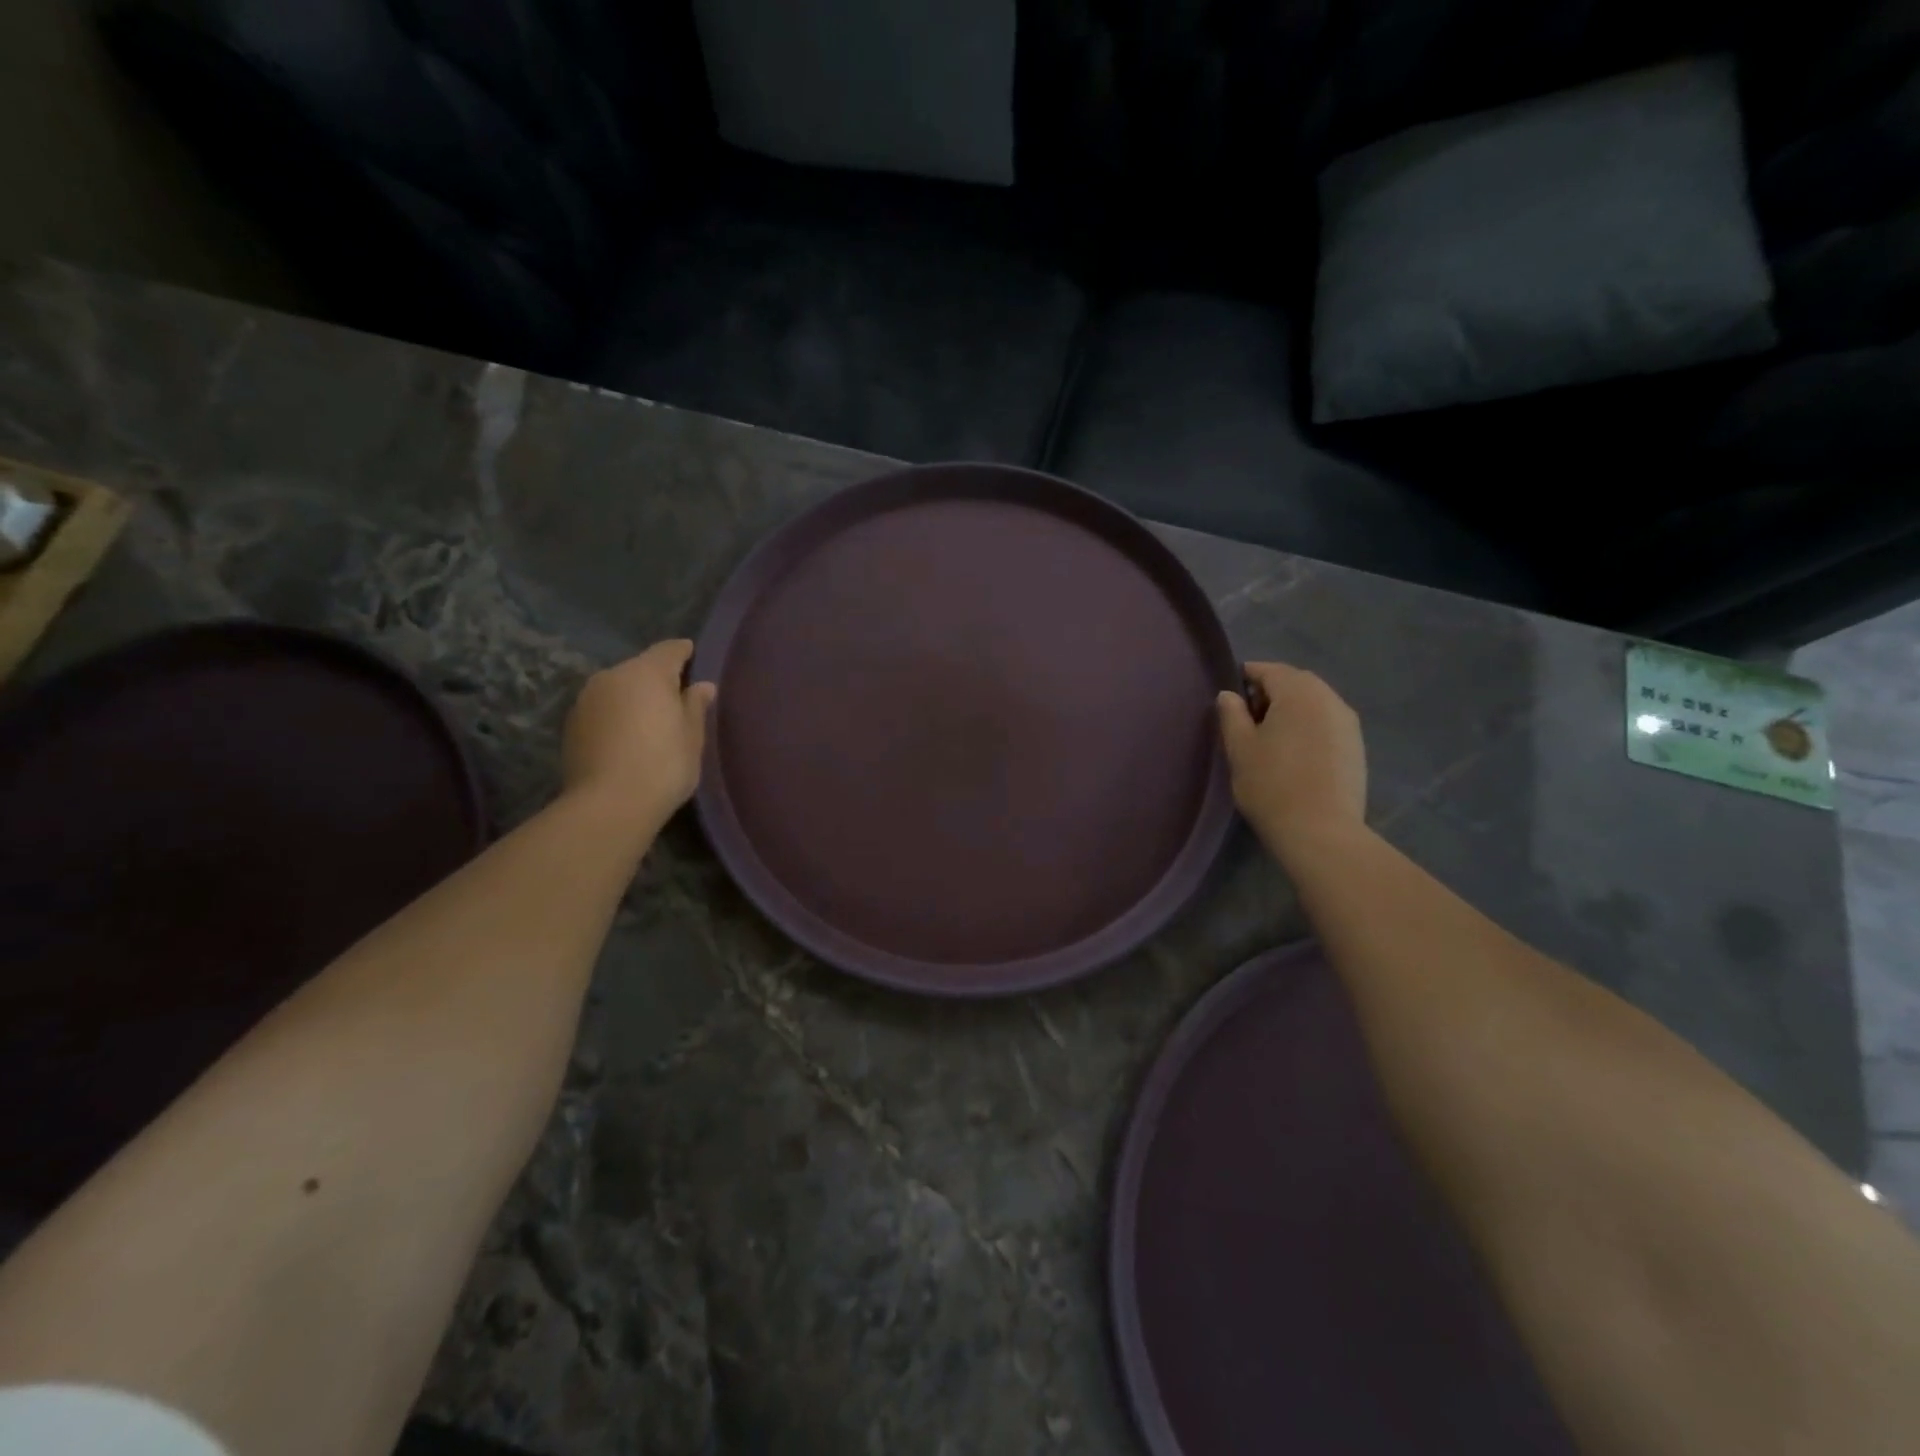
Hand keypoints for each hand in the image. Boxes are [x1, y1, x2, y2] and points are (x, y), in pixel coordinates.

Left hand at [562, 640, 716, 824]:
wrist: (608, 805)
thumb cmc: (663, 765)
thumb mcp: (692, 737)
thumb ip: (695, 706)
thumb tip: (702, 686)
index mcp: (647, 673)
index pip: (669, 650)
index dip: (684, 653)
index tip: (694, 658)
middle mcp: (612, 676)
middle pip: (640, 668)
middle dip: (658, 679)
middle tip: (676, 700)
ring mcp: (586, 699)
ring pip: (618, 689)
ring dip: (633, 698)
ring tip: (650, 722)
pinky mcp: (571, 724)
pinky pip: (602, 709)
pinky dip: (616, 716)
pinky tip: (627, 739)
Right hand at [1217, 662, 1367, 857]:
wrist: (1321, 832)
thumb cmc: (1271, 785)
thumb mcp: (1239, 748)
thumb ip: (1231, 714)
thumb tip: (1229, 695)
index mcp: (1299, 692)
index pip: (1268, 670)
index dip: (1245, 677)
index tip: (1228, 698)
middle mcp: (1329, 698)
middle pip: (1295, 682)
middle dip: (1270, 692)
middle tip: (1246, 719)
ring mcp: (1348, 722)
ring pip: (1313, 702)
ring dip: (1290, 710)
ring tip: (1269, 738)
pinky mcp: (1357, 746)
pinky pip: (1326, 722)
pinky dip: (1307, 726)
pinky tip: (1293, 753)